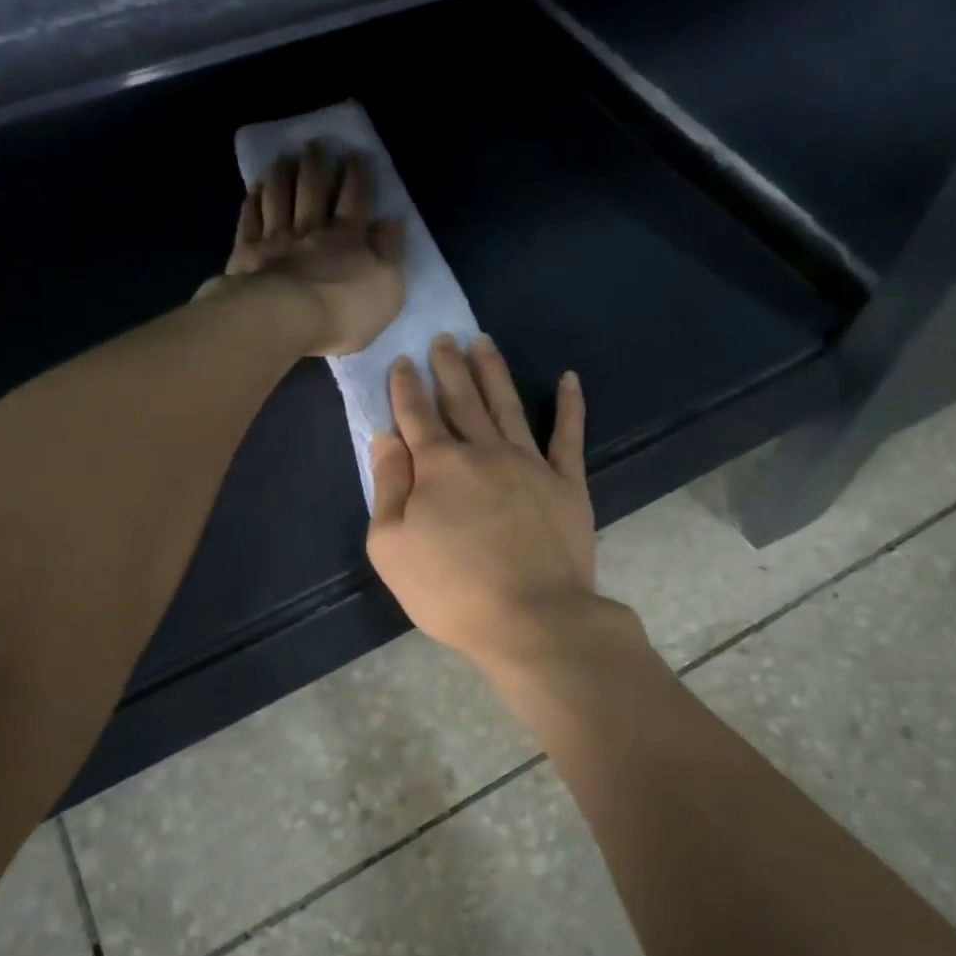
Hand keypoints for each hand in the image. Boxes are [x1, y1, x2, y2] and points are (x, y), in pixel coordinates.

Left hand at [198, 143, 405, 356]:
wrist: (286, 321)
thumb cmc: (345, 310)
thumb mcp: (387, 286)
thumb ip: (390, 251)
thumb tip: (393, 220)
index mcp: (347, 238)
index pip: (354, 200)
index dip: (355, 177)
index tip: (353, 156)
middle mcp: (310, 230)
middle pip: (313, 191)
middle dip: (315, 166)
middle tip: (313, 145)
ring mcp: (276, 239)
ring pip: (279, 198)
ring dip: (282, 176)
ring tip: (282, 158)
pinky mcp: (247, 254)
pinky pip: (250, 221)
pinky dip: (253, 203)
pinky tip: (254, 191)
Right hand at [368, 334, 626, 672]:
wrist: (532, 618)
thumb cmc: (450, 590)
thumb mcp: (392, 547)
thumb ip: (387, 487)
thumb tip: (385, 437)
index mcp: (438, 467)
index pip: (416, 415)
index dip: (407, 386)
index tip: (403, 360)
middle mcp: (483, 452)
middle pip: (462, 399)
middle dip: (449, 366)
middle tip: (443, 337)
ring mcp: (529, 463)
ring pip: (507, 405)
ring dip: (493, 371)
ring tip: (483, 341)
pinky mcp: (567, 482)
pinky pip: (568, 435)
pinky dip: (569, 405)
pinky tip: (569, 379)